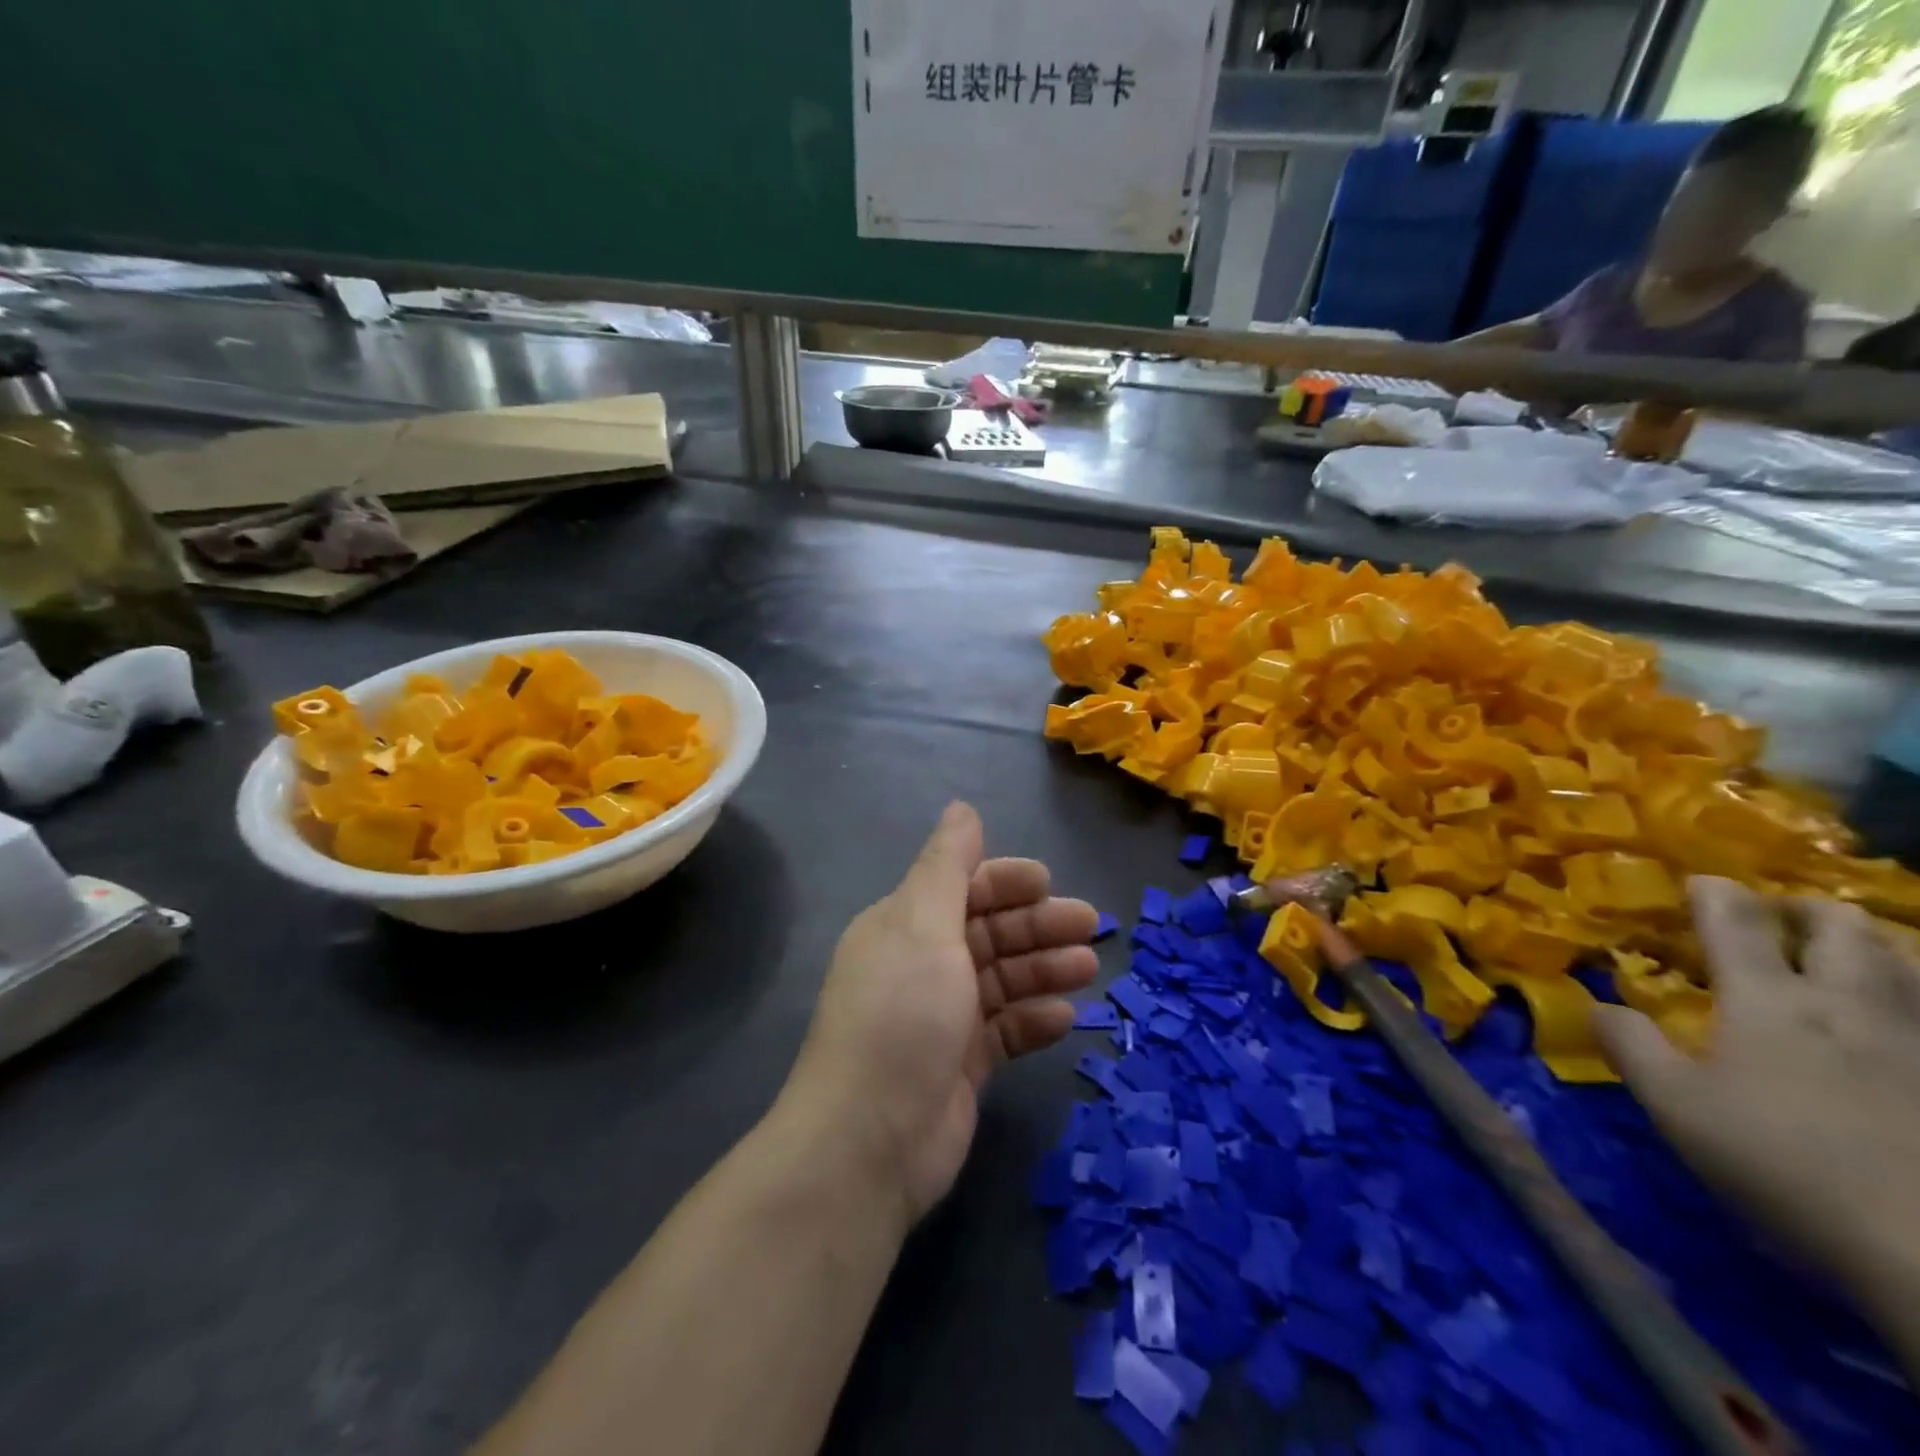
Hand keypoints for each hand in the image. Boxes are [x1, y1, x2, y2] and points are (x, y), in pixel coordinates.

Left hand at [781, 802, 1099, 1223]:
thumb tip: (961, 807)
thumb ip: (946, 865)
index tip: (1049, 883)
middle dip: (1037, 925)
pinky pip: (1005, 1030)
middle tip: (1091, 927)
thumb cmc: (901, 1015)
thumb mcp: (922, 925)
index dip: (1005, 881)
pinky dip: (1033, 1020)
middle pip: (988, 932)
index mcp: (904, 925)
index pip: (961, 888)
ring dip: (1044, 970)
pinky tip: (1065, 1020)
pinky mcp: (960, 1064)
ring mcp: (941, 1017)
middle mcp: (921, 964)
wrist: (870, 1140)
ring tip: (1087, 970)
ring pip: (1002, 980)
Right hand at [1595, 878, 1919, 1319]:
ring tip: (1838, 956)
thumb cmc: (1780, 1161)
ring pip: (1901, 963)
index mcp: (1768, 1000)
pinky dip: (1905, 995)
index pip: (1736, 920)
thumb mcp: (1673, 1104)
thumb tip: (1597, 1004)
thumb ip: (1629, 1045)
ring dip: (1865, 946)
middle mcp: (1845, 1004)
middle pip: (1839, 927)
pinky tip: (1887, 1016)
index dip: (1714, 892)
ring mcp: (1913, 1042)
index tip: (1699, 881)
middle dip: (1804, 909)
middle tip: (1776, 917)